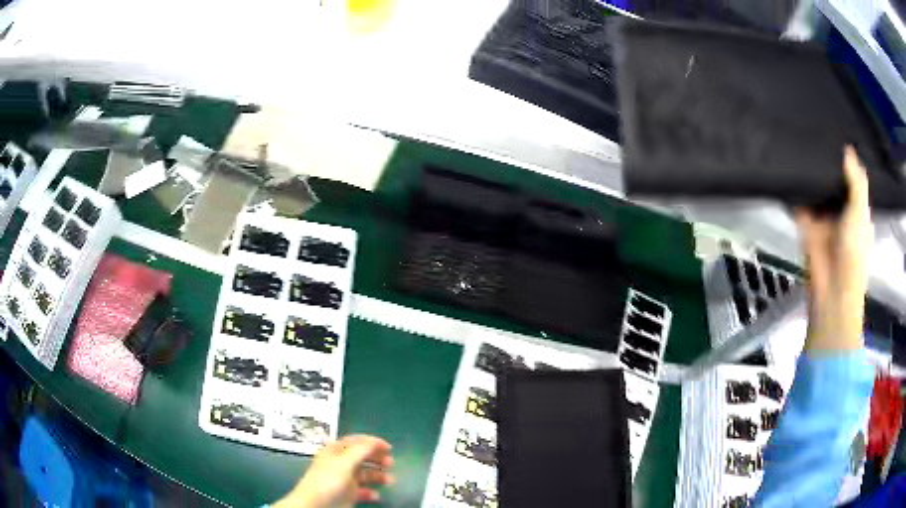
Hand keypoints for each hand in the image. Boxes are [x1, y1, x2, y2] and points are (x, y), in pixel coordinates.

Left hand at [274, 435, 395, 507]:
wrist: (314, 505)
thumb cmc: (328, 480)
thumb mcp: (344, 462)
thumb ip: (360, 450)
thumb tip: (375, 441)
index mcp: (335, 451)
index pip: (356, 441)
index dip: (372, 442)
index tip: (389, 447)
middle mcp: (340, 464)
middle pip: (361, 457)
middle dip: (377, 459)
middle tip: (391, 463)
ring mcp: (343, 480)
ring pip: (364, 474)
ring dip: (378, 476)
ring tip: (390, 481)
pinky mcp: (347, 495)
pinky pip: (362, 491)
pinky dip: (371, 492)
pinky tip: (377, 495)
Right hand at [796, 146, 872, 351]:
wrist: (832, 288)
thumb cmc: (854, 252)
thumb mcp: (860, 213)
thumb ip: (856, 183)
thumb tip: (847, 148)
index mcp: (857, 209)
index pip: (852, 179)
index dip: (847, 160)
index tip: (838, 132)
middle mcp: (840, 210)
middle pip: (833, 181)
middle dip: (826, 161)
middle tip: (815, 126)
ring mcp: (822, 217)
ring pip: (816, 188)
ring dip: (810, 172)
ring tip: (800, 136)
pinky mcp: (805, 223)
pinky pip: (799, 201)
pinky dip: (794, 187)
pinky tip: (788, 162)